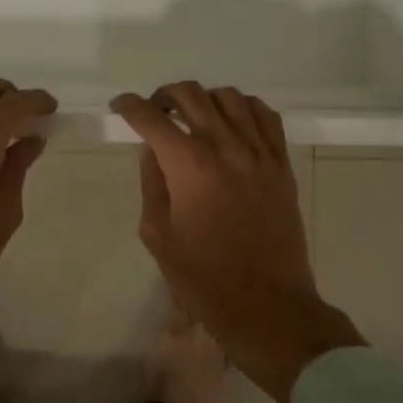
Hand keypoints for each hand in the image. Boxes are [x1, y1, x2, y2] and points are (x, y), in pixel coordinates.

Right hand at [111, 83, 365, 402]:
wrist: (267, 306)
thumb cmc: (204, 278)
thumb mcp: (158, 234)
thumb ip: (152, 183)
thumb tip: (153, 150)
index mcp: (189, 166)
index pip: (152, 118)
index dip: (130, 106)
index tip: (120, 106)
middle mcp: (226, 148)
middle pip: (191, 95)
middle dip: (164, 95)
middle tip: (154, 111)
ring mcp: (259, 154)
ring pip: (230, 97)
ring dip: (204, 99)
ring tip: (193, 116)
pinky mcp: (282, 165)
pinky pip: (266, 117)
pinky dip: (244, 108)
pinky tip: (233, 121)